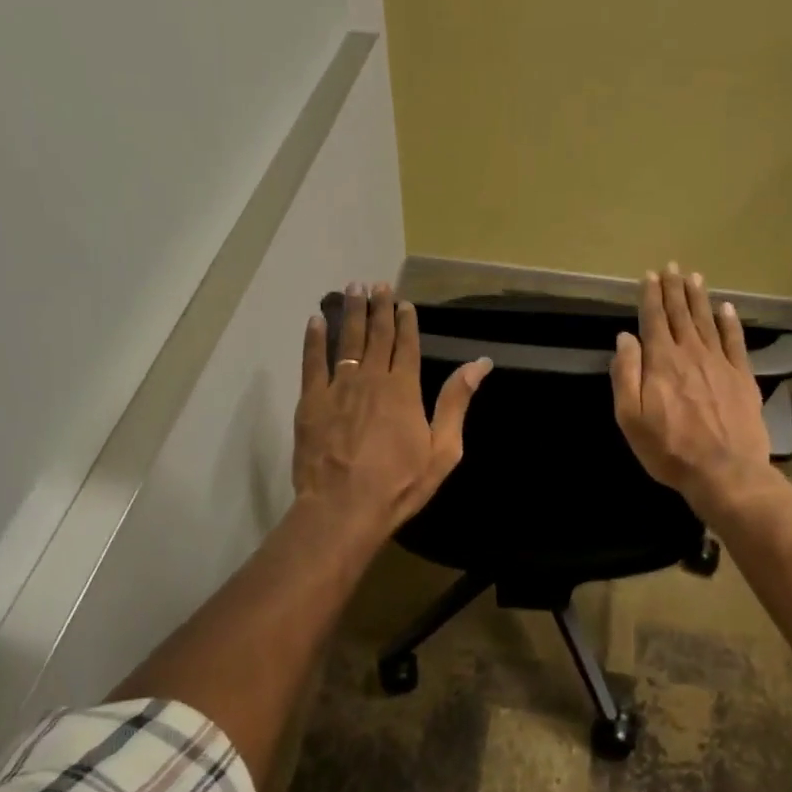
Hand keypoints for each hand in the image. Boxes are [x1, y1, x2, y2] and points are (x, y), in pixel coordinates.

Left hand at [294, 283, 491, 539]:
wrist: (343, 508)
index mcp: (404, 389)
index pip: (406, 345)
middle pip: (377, 335)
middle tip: (377, 284)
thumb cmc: (399, 484)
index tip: (404, 303)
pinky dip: (315, 339)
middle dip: (379, 307)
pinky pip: (312, 361)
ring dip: (352, 313)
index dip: (406, 321)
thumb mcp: (442, 450)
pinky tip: (316, 320)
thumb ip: (456, 402)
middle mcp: (371, 378)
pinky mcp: (311, 401)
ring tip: (352, 289)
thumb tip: (480, 364)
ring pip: (347, 341)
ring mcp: (338, 387)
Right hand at [611, 263, 775, 518]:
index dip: (651, 296)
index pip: (653, 320)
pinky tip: (727, 308)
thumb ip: (626, 374)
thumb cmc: (669, 448)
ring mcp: (720, 363)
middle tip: (672, 267)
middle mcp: (691, 353)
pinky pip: (735, 341)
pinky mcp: (742, 377)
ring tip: (694, 277)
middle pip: (680, 314)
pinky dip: (730, 322)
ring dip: (699, 298)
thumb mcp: (630, 417)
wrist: (725, 471)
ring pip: (707, 322)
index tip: (650, 276)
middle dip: (674, 289)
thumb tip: (625, 338)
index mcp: (661, 362)